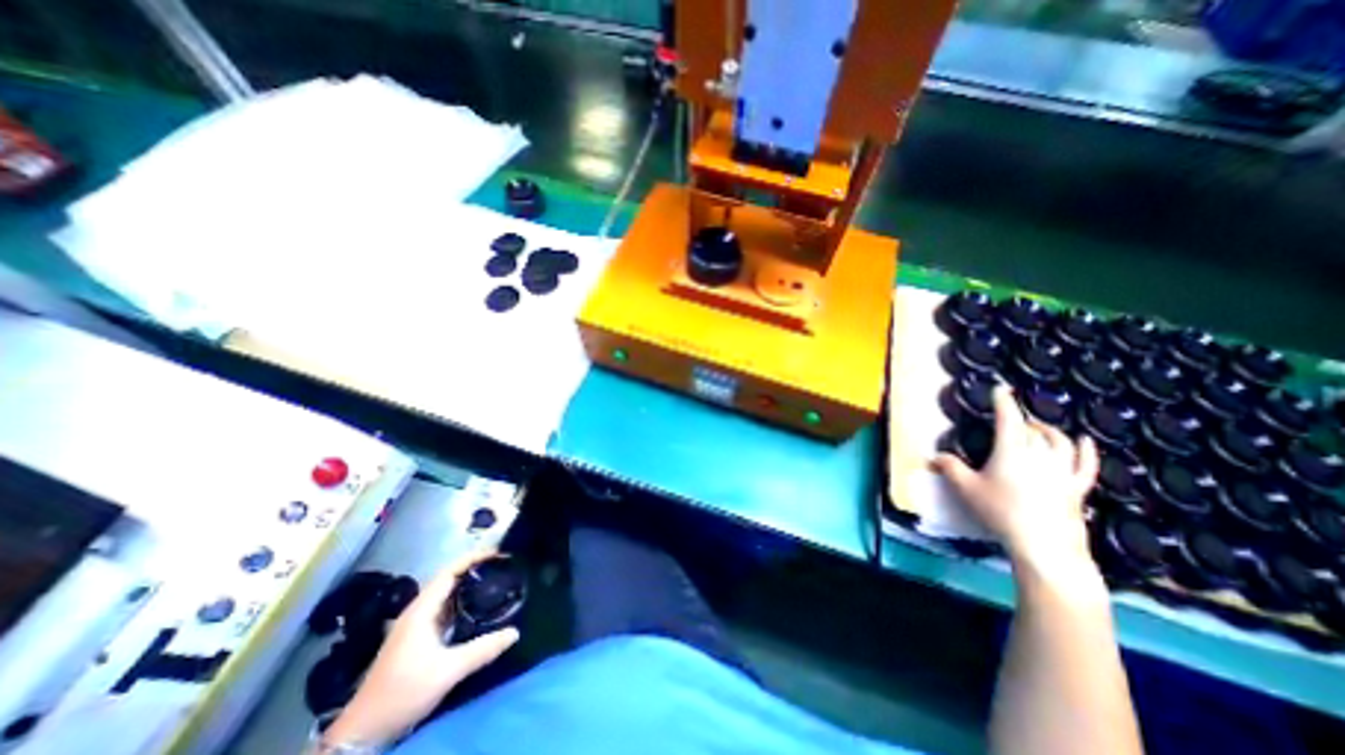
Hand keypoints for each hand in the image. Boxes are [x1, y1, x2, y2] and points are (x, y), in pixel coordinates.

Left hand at [320, 553, 518, 744]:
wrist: (363, 732)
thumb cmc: (404, 692)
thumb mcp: (447, 671)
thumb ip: (483, 649)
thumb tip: (515, 632)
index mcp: (421, 610)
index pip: (449, 571)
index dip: (473, 558)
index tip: (498, 552)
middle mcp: (418, 611)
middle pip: (448, 578)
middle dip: (474, 567)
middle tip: (502, 564)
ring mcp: (415, 625)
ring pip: (446, 594)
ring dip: (469, 583)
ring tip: (495, 579)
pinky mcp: (417, 638)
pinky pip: (444, 608)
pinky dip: (463, 600)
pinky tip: (477, 607)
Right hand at [939, 386, 1103, 581]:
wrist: (1044, 546)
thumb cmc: (1000, 511)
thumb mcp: (966, 488)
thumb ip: (949, 468)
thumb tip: (933, 457)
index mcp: (1011, 450)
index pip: (1008, 418)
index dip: (1003, 401)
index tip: (1000, 388)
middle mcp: (1039, 454)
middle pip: (1032, 429)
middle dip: (1021, 419)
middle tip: (1011, 418)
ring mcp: (1062, 470)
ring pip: (1059, 440)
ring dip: (1047, 429)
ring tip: (1038, 426)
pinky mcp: (1077, 487)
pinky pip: (1085, 463)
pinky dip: (1085, 449)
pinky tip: (1084, 441)